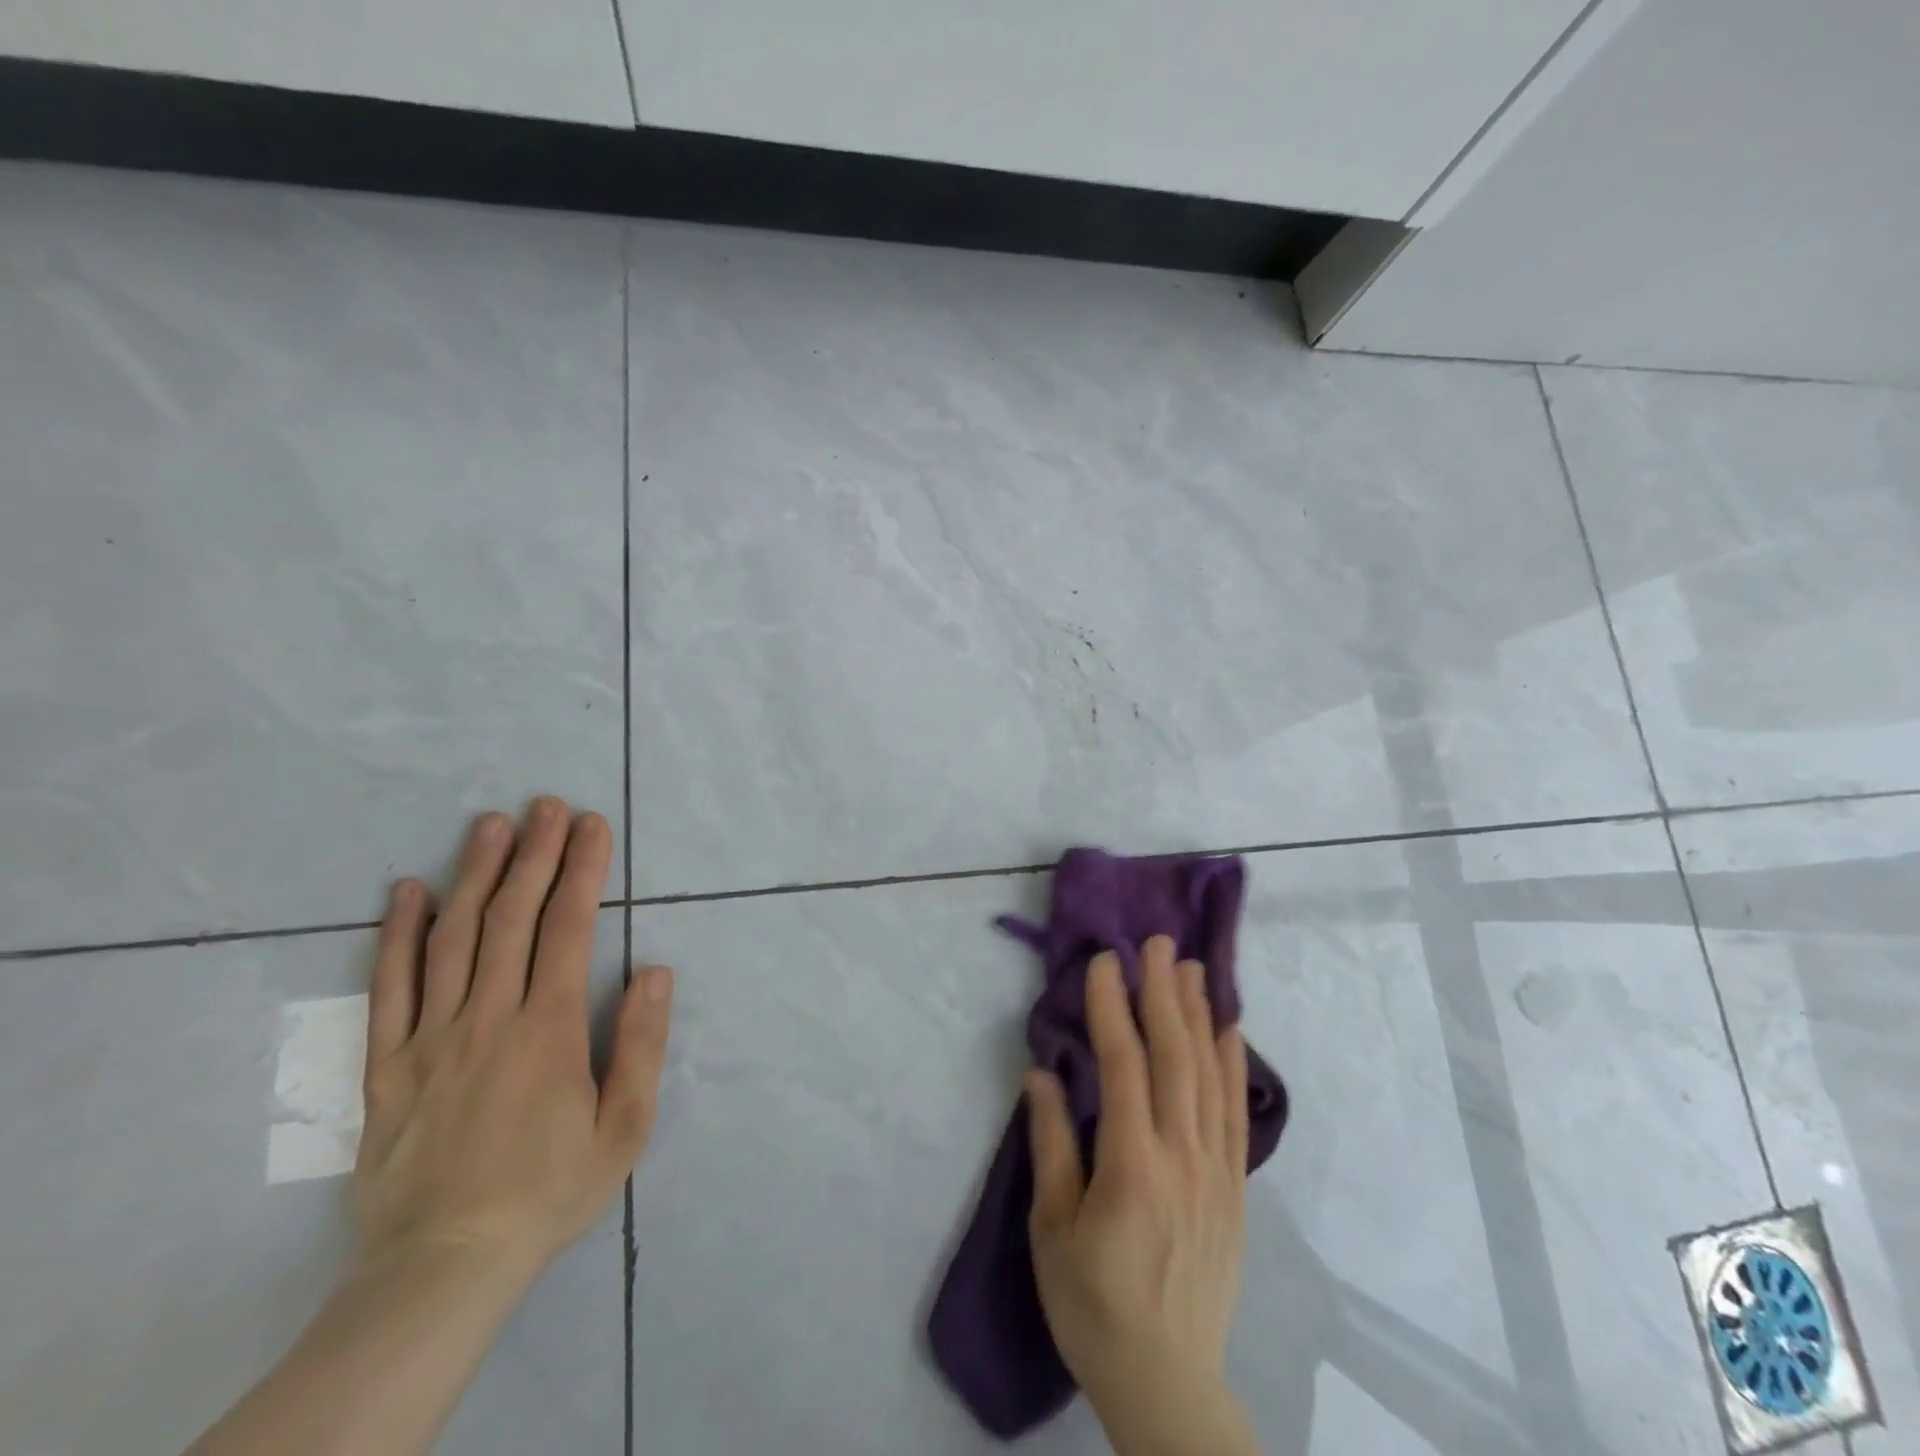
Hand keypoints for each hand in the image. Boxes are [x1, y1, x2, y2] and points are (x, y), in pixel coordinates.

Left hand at [354, 798, 673, 1289]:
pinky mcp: (387, 1064)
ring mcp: (431, 1037)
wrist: (443, 1265)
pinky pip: (389, 988)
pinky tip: (408, 891)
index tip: (591, 825)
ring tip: (491, 825)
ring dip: (475, 874)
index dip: (581, 870)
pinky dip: (397, 934)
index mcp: (548, 1028)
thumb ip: (642, 1043)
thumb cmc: (550, 1190)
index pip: (568, 928)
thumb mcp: (624, 1127)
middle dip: (534, 854)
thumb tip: (657, 970)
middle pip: (511, 917)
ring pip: (453, 938)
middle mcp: (488, 1017)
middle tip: (546, 805)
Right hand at [1025, 936, 1256, 1455]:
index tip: (1104, 961)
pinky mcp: (1234, 1188)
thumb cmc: (1092, 1304)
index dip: (1112, 1006)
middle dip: (1163, 992)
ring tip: (1192, 967)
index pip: (1123, 1064)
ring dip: (1199, 1014)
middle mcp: (1181, 1155)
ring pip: (1209, 1075)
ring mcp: (1215, 1170)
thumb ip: (1051, 1145)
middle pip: (1174, 1056)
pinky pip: (1236, 1113)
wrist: (1167, 1383)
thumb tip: (1041, 1074)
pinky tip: (1230, 1030)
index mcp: (1131, 1164)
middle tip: (1157, 942)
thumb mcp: (1051, 1228)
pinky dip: (1234, 1065)